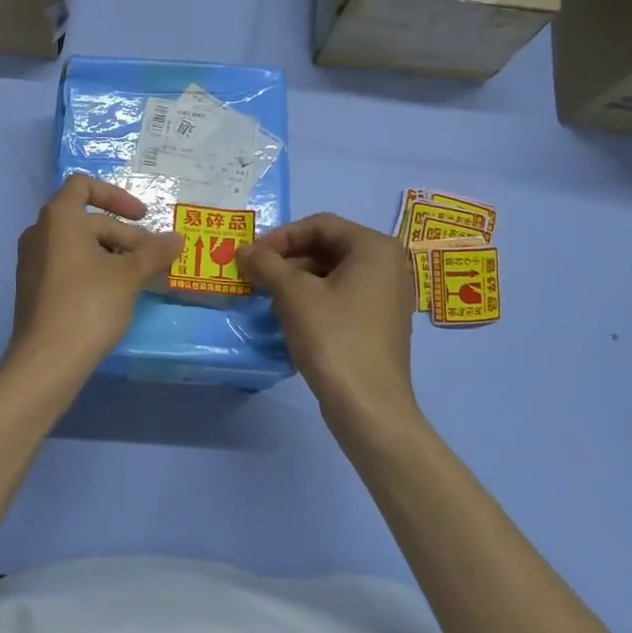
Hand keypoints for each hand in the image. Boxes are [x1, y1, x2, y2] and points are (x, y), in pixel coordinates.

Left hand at [4, 175, 183, 392]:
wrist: (47, 360)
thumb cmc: (89, 304)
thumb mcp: (129, 275)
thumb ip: (154, 252)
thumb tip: (178, 239)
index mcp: (58, 217)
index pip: (84, 185)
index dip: (117, 196)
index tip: (142, 216)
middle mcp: (39, 232)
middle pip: (86, 220)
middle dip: (123, 235)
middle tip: (153, 260)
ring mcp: (32, 261)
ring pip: (77, 245)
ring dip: (111, 254)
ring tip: (138, 278)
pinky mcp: (33, 288)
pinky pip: (66, 265)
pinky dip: (92, 269)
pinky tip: (114, 294)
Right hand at [239, 213, 418, 430]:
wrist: (369, 407)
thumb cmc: (334, 338)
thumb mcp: (293, 294)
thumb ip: (266, 264)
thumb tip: (243, 250)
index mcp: (375, 248)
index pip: (320, 224)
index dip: (281, 236)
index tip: (252, 255)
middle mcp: (388, 265)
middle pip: (327, 247)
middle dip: (287, 258)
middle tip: (255, 274)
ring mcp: (386, 296)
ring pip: (331, 273)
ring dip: (295, 279)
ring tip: (266, 295)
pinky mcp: (379, 323)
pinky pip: (341, 296)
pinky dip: (312, 298)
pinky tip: (288, 316)